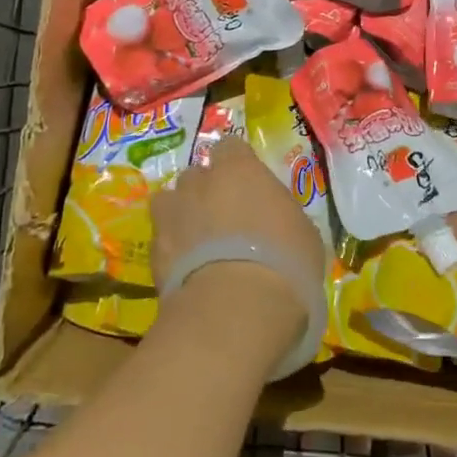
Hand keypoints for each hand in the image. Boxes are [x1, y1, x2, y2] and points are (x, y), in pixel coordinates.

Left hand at [151, 136, 328, 334]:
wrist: (235, 310)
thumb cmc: (284, 262)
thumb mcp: (302, 233)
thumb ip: (280, 215)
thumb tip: (275, 221)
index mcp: (240, 169)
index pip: (231, 147)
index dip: (238, 164)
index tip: (248, 184)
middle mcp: (200, 182)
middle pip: (198, 175)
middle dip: (207, 190)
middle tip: (225, 218)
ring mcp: (171, 215)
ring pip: (170, 202)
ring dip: (183, 215)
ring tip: (199, 242)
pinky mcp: (153, 251)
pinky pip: (162, 240)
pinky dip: (172, 250)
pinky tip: (188, 270)